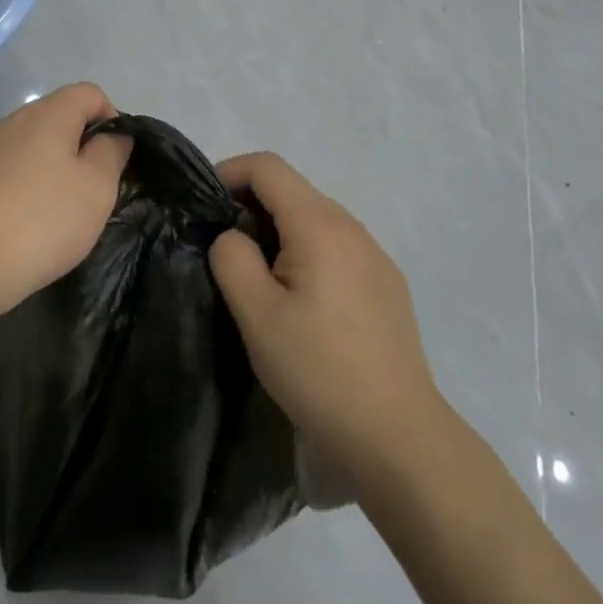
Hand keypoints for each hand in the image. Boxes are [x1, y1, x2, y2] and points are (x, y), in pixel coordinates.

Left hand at [0, 82, 131, 323]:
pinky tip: (14, 225)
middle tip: (87, 194)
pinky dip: (15, 188)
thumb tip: (113, 135)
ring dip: (45, 169)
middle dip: (77, 148)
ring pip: (26, 146)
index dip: (111, 119)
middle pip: (56, 119)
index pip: (89, 93)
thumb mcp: (96, 190)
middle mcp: (10, 120)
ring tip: (50, 215)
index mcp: (47, 115)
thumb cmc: (40, 223)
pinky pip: (0, 171)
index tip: (114, 161)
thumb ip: (111, 153)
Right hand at [209, 153, 441, 474]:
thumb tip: (234, 237)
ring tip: (258, 275)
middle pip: (293, 190)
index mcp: (320, 225)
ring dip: (279, 229)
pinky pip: (338, 246)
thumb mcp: (256, 314)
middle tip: (222, 246)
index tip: (203, 205)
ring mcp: (376, 257)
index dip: (229, 172)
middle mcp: (353, 228)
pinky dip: (307, 251)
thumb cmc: (319, 371)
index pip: (268, 167)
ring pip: (316, 219)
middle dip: (251, 203)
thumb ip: (232, 258)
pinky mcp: (387, 285)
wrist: (399, 436)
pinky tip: (301, 300)